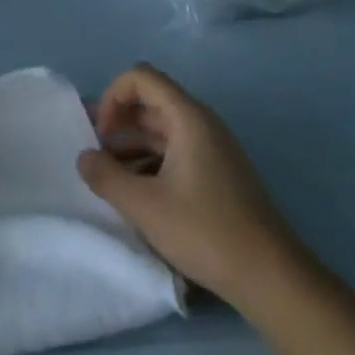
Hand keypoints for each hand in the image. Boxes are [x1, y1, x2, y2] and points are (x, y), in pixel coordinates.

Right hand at [77, 63, 293, 305]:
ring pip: (161, 131)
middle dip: (117, 123)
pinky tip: (137, 196)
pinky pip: (175, 153)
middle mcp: (202, 125)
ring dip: (131, 147)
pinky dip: (150, 164)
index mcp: (187, 118)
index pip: (141, 78)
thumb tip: (84, 157)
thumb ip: (105, 176)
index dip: (113, 97)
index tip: (100, 135)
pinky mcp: (217, 175)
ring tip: (110, 180)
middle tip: (94, 155)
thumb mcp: (143, 205)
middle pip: (150, 103)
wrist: (270, 276)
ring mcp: (212, 150)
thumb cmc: (204, 231)